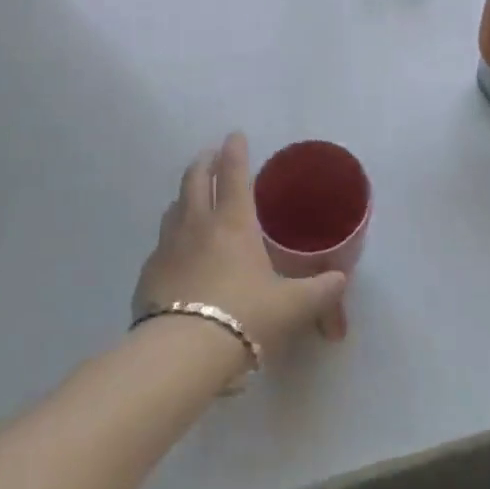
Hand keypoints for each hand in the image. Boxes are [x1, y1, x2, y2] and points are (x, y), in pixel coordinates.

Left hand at [134, 133, 349, 353]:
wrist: (181, 353)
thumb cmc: (244, 317)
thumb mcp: (291, 307)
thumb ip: (319, 291)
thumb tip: (341, 280)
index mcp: (234, 222)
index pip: (234, 174)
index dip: (235, 151)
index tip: (235, 135)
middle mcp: (197, 224)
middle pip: (195, 179)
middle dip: (204, 162)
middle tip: (210, 155)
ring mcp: (168, 247)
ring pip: (174, 207)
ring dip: (184, 195)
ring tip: (192, 197)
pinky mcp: (148, 273)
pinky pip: (161, 243)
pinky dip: (171, 236)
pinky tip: (176, 251)